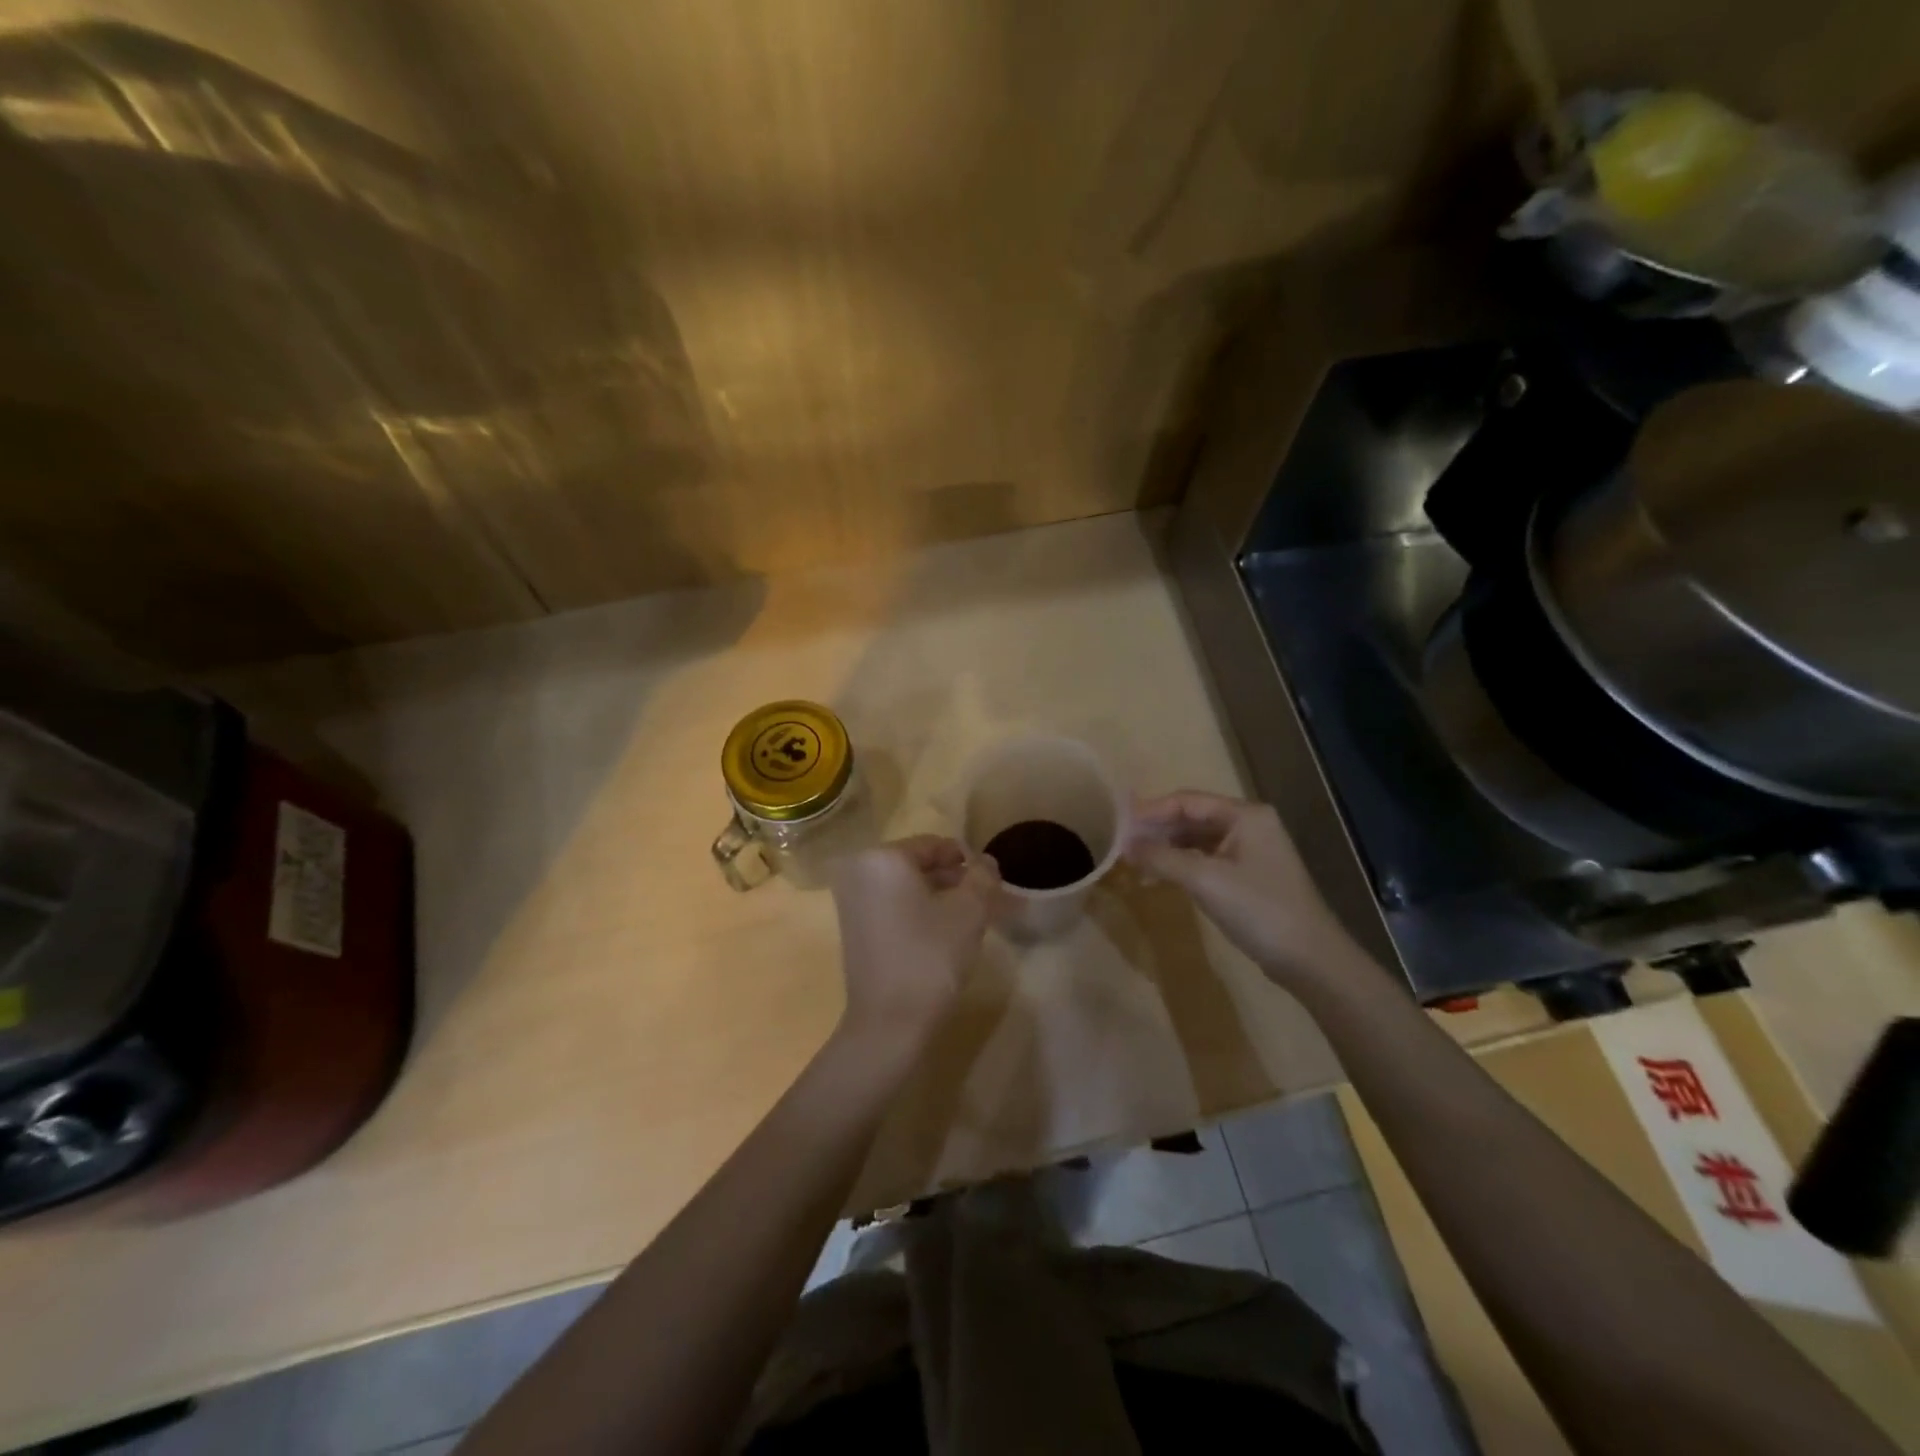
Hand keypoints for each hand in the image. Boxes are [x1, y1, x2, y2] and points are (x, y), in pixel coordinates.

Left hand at [829, 836, 999, 1049]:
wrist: (888, 1023)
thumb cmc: (930, 957)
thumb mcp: (969, 911)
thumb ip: (982, 877)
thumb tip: (985, 862)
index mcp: (882, 858)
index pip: (934, 845)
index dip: (967, 861)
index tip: (992, 881)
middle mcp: (859, 871)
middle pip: (918, 864)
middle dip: (954, 880)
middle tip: (986, 901)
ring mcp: (851, 900)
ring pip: (907, 887)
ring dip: (940, 897)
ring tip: (971, 918)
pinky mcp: (853, 928)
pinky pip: (893, 906)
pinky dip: (919, 911)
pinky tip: (944, 933)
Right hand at [1126, 791, 1356, 983]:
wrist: (1311, 959)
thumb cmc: (1259, 910)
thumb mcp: (1205, 880)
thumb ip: (1162, 858)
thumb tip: (1124, 846)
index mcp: (1244, 815)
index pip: (1186, 800)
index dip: (1150, 811)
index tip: (1118, 824)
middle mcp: (1249, 824)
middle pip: (1191, 817)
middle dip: (1156, 830)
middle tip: (1120, 844)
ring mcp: (1250, 850)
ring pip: (1197, 839)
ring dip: (1166, 848)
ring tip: (1133, 861)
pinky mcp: (1248, 875)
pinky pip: (1206, 859)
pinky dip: (1181, 865)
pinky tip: (1158, 877)